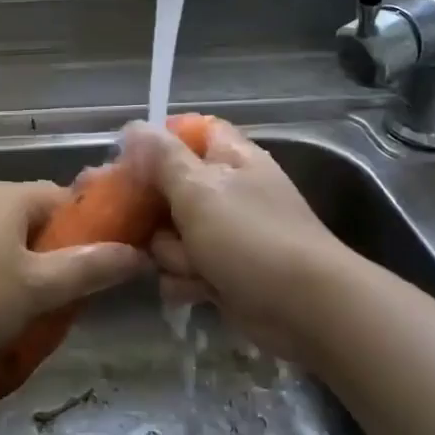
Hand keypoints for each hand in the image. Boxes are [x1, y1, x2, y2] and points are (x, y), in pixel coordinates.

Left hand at [0, 180, 145, 369]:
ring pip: (8, 242)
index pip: (65, 198)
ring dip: (27, 272)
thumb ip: (90, 268)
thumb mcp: (39, 287)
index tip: (103, 264)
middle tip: (71, 295)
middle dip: (57, 255)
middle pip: (35, 220)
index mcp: (8, 196)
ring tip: (37, 311)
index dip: (90, 227)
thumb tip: (137, 254)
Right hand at [120, 118, 347, 363]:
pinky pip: (183, 268)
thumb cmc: (251, 238)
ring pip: (170, 233)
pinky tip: (196, 290)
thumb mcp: (199, 190)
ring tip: (191, 266)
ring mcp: (225, 233)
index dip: (157, 143)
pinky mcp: (222, 271)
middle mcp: (226, 190)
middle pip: (168, 186)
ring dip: (170, 253)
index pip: (189, 132)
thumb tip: (134, 126)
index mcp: (228, 158)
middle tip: (135, 222)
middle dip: (151, 210)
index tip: (128, 161)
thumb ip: (162, 158)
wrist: (306, 309)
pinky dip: (185, 280)